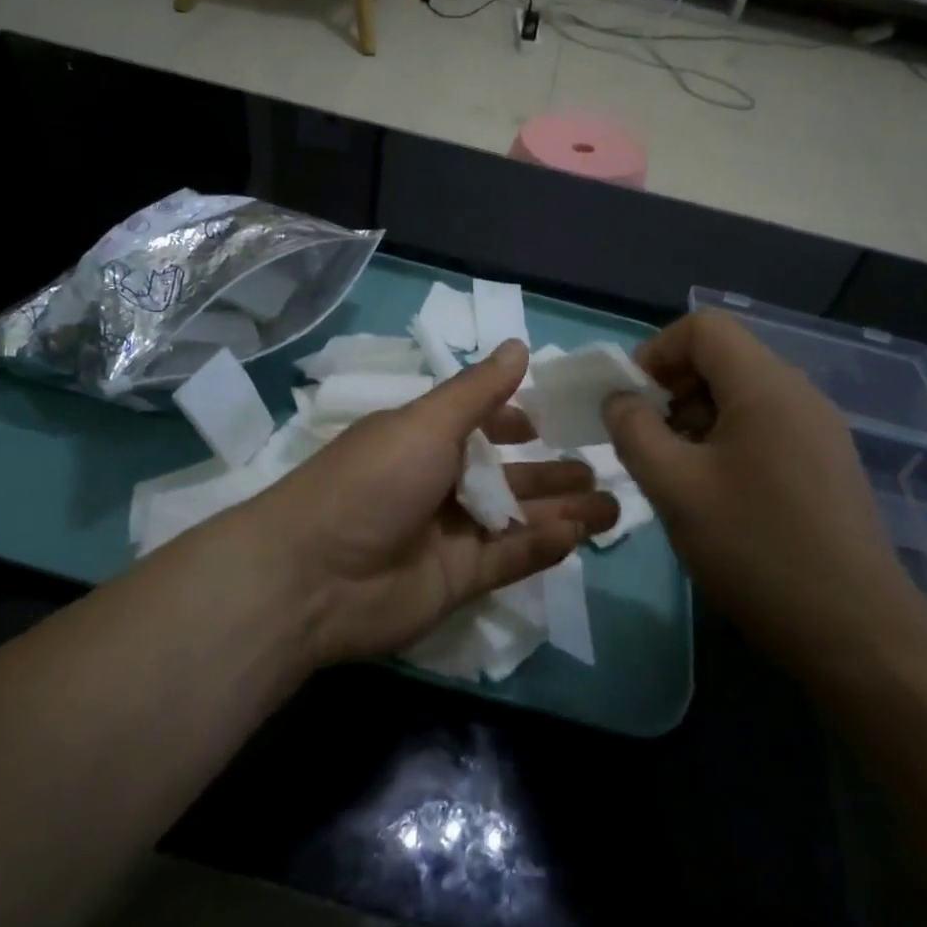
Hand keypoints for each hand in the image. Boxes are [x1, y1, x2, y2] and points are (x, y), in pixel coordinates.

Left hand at [258, 341, 617, 665]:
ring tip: (613, 506)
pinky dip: (541, 547)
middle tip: (602, 472)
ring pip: (516, 519)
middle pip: (507, 477)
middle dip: (552, 474)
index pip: (478, 427)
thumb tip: (519, 345)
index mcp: (424, 441)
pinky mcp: (456, 582)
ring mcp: (448, 536)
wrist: (313, 576)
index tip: (549, 424)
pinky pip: (508, 559)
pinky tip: (577, 535)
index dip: (513, 424)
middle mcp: (438, 485)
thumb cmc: (373, 479)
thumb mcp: (427, 423)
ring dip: (561, 511)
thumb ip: (478, 391)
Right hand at [602, 310, 926, 668]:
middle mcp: (799, 394)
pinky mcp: (827, 464)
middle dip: (673, 386)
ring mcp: (819, 429)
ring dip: (697, 415)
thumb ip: (634, 431)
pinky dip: (727, 439)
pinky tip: (716, 492)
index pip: (703, 327)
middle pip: (724, 357)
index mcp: (766, 386)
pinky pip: (766, 426)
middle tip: (647, 438)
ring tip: (676, 469)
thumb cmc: (756, 549)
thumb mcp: (674, 487)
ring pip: (743, 394)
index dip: (656, 351)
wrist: (857, 635)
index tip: (631, 401)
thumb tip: (620, 400)